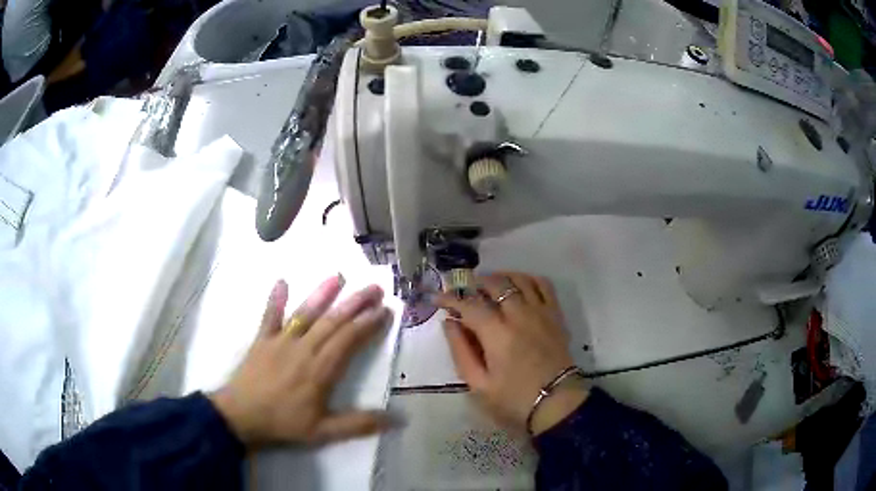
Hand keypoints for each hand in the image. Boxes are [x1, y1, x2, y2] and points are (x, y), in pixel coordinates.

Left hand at [210, 275, 392, 448]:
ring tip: (338, 276)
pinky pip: (270, 315)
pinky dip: (276, 299)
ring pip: (306, 313)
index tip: (385, 310)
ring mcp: (281, 340)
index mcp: (321, 369)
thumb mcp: (324, 431)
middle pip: (333, 321)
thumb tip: (398, 419)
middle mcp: (304, 348)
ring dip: (322, 294)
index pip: (349, 339)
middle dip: (355, 303)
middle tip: (375, 287)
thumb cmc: (283, 423)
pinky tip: (282, 281)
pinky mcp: (262, 339)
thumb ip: (359, 424)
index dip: (368, 323)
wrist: (241, 415)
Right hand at [435, 272, 587, 435]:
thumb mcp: (478, 384)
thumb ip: (461, 351)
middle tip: (465, 293)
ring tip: (490, 286)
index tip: (439, 298)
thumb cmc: (514, 399)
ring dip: (501, 277)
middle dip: (476, 284)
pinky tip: (519, 286)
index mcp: (497, 334)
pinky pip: (544, 285)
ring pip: (520, 279)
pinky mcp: (555, 316)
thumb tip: (449, 323)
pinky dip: (529, 279)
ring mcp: (541, 312)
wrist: (557, 404)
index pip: (469, 304)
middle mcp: (519, 315)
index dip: (451, 298)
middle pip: (496, 284)